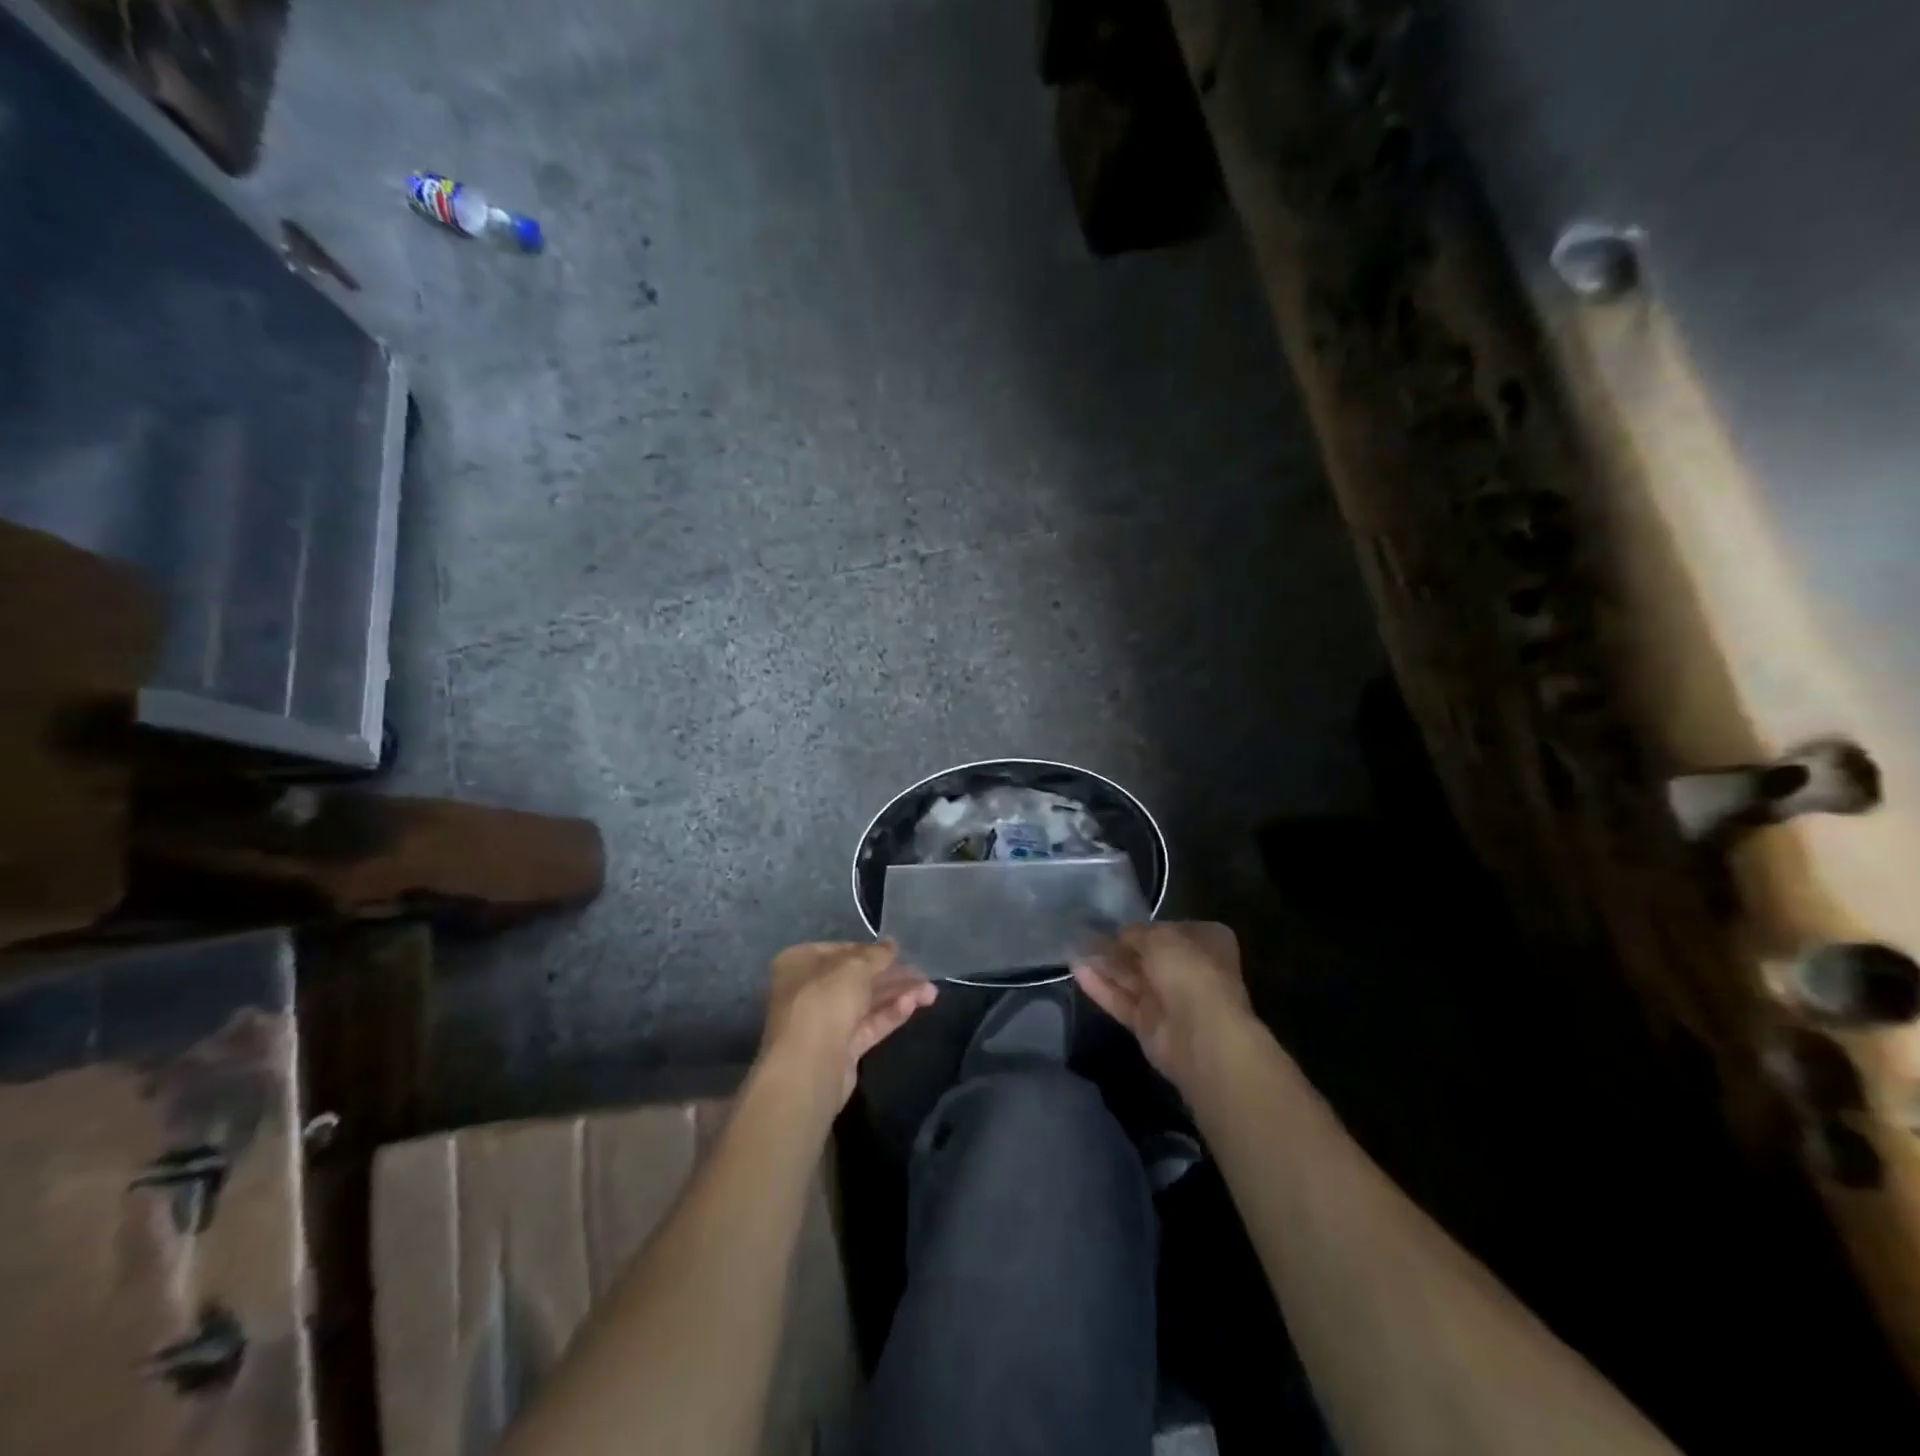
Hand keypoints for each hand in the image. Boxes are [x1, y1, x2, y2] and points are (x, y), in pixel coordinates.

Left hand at [759, 941, 937, 1109]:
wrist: (807, 1066)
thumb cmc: (824, 1000)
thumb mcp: (854, 967)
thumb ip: (877, 955)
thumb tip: (892, 945)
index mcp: (801, 962)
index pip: (842, 951)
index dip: (872, 951)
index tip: (900, 951)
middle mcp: (810, 989)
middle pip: (857, 978)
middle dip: (892, 976)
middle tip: (924, 974)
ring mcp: (825, 1021)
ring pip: (866, 1002)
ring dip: (898, 994)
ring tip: (931, 992)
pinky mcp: (841, 1048)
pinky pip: (869, 1024)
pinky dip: (890, 1014)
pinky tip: (913, 1005)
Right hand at [1073, 922, 1252, 1091]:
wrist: (1201, 1036)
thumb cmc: (1189, 972)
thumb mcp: (1159, 937)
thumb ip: (1135, 932)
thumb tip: (1119, 934)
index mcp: (1206, 942)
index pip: (1171, 928)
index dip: (1144, 924)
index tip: (1114, 920)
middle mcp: (1190, 969)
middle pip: (1148, 954)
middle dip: (1118, 945)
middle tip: (1084, 931)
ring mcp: (1169, 999)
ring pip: (1132, 977)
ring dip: (1104, 963)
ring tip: (1073, 947)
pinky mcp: (1149, 1024)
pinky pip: (1121, 1000)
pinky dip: (1100, 986)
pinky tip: (1075, 970)